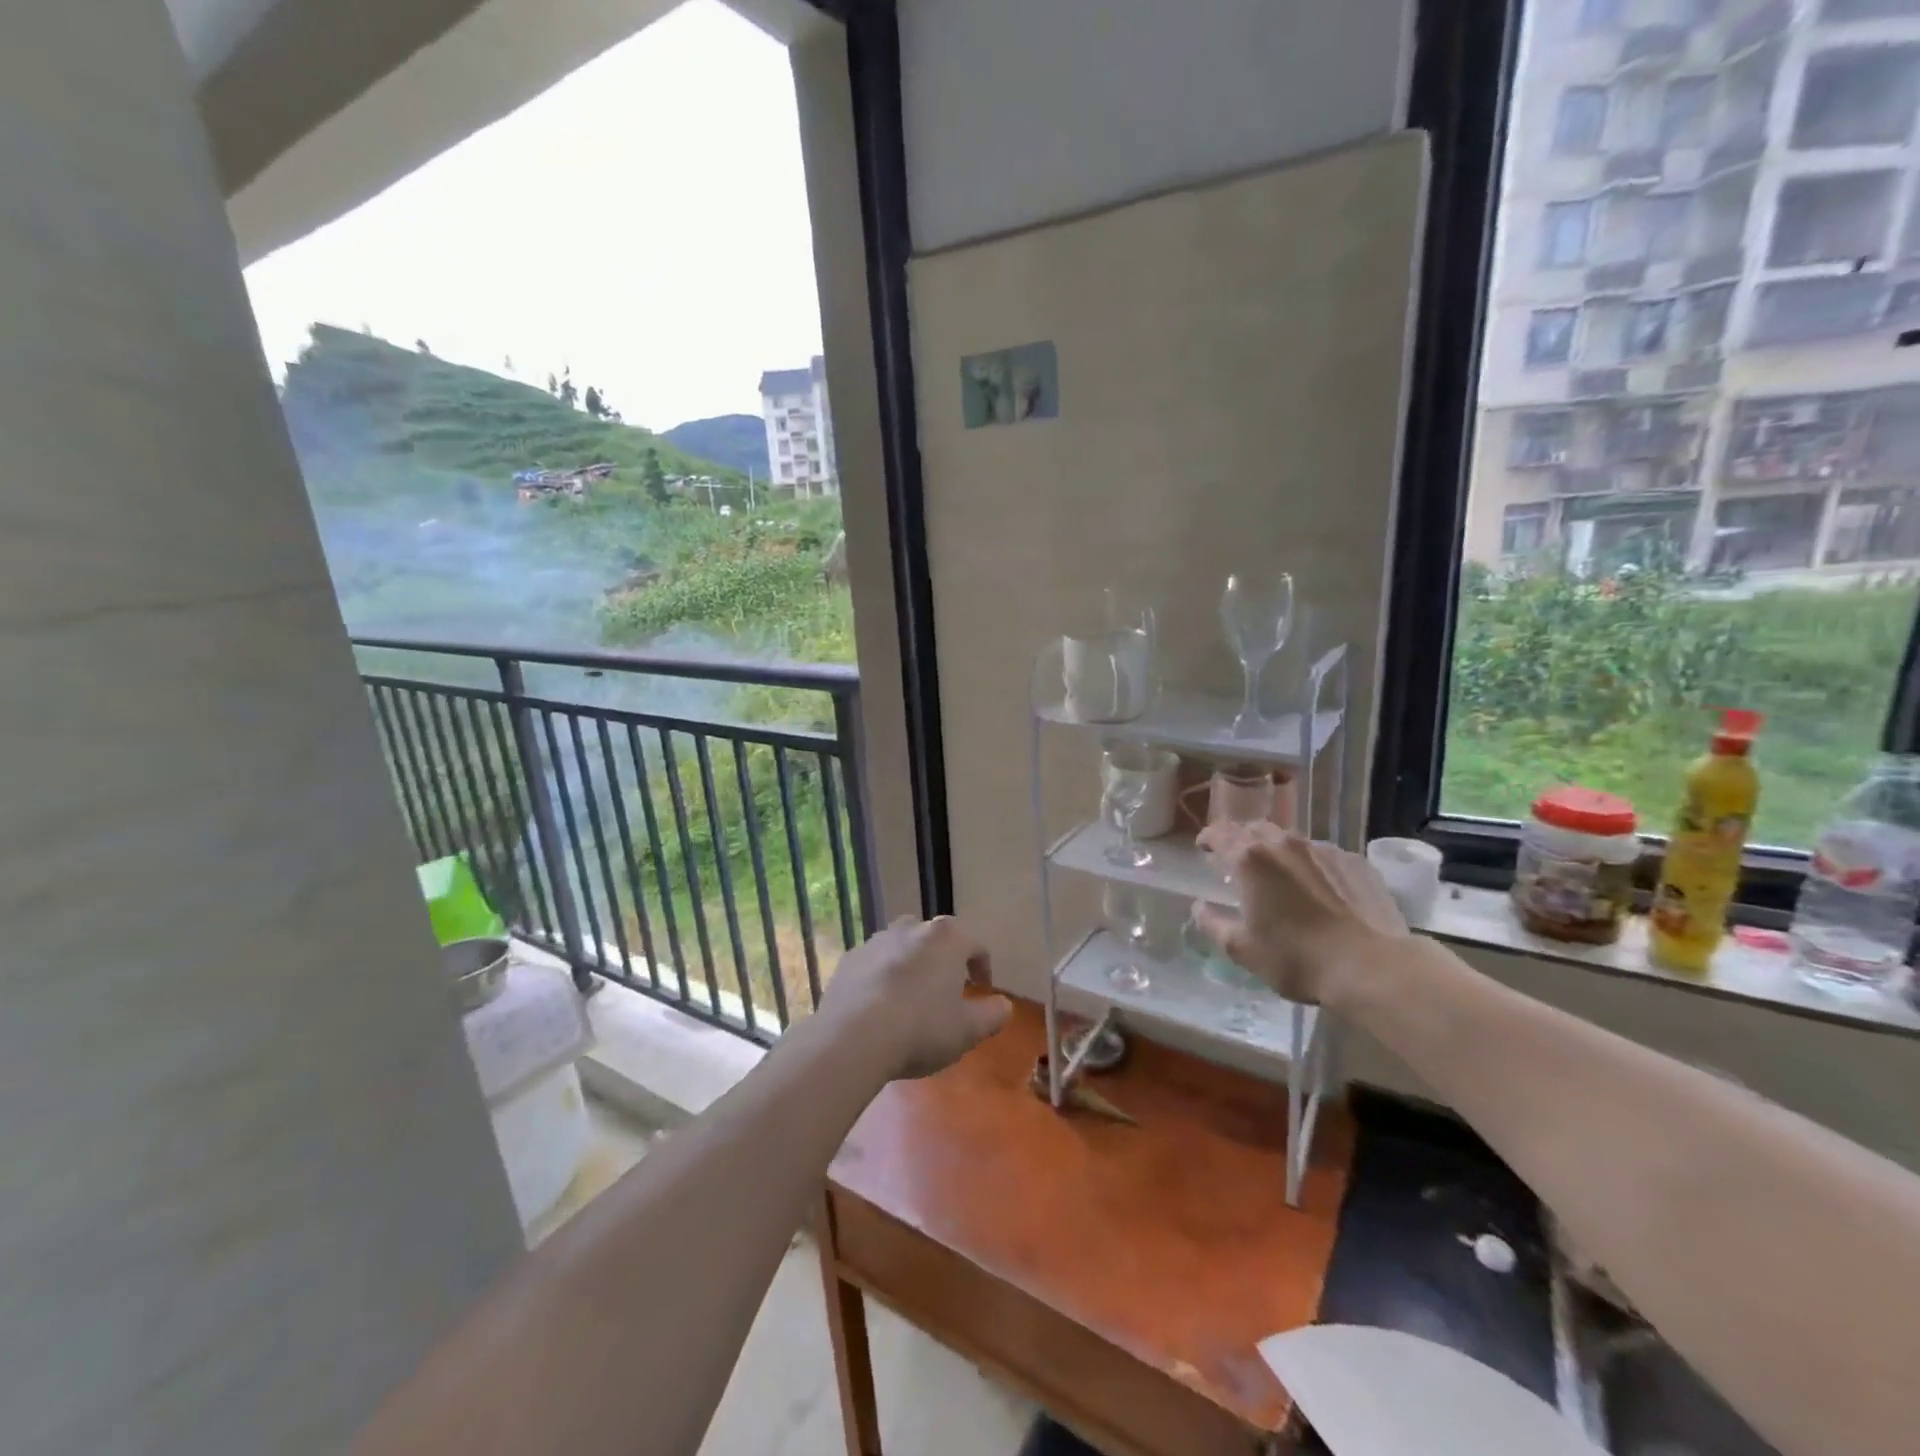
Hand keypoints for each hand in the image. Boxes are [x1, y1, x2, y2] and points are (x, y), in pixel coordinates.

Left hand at [819, 916, 1011, 1079]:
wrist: (853, 1037)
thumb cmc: (922, 1029)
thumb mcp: (968, 1030)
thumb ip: (993, 1015)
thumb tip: (1004, 1005)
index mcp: (946, 938)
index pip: (975, 944)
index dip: (983, 966)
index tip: (983, 989)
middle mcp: (911, 928)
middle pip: (935, 938)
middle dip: (943, 960)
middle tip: (946, 990)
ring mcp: (876, 941)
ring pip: (901, 946)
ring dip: (910, 965)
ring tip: (910, 997)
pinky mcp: (849, 959)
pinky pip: (873, 963)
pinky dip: (880, 977)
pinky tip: (878, 1006)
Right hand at [1191, 824, 1407, 1005]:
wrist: (1370, 967)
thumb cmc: (1295, 958)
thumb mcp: (1241, 949)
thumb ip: (1213, 923)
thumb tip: (1199, 907)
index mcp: (1250, 859)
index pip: (1219, 833)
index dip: (1208, 838)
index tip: (1204, 849)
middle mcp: (1283, 844)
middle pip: (1254, 829)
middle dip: (1241, 840)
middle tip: (1237, 862)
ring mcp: (1322, 850)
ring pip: (1289, 839)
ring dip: (1276, 851)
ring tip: (1278, 875)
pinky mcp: (1354, 862)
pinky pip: (1322, 854)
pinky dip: (1309, 864)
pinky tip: (1316, 889)